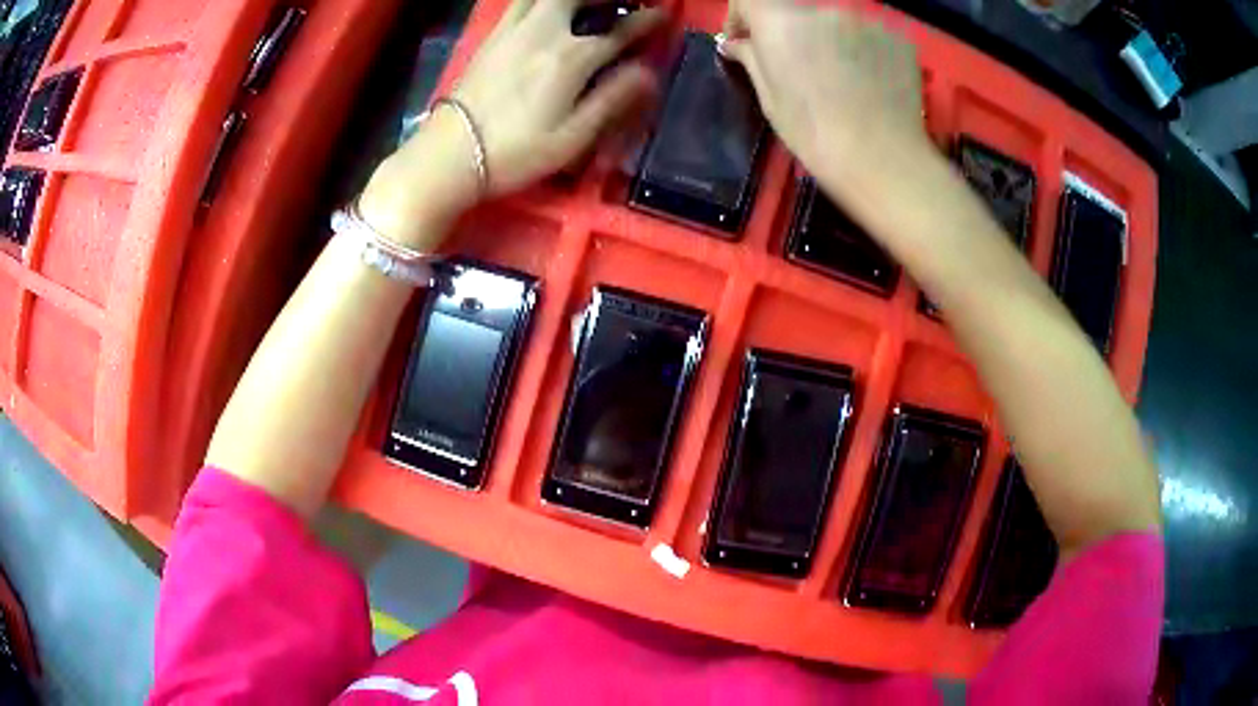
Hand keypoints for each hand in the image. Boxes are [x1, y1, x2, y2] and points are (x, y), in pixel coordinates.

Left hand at [360, 0, 663, 248]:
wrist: (451, 154)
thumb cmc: (515, 152)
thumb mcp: (571, 138)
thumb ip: (611, 100)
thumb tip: (647, 72)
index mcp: (570, 59)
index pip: (618, 30)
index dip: (644, 21)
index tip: (661, 14)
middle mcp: (544, 33)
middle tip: (621, 4)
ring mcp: (514, 30)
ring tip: (585, 5)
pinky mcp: (493, 35)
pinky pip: (519, 2)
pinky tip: (547, 7)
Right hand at [720, 0, 930, 198]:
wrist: (884, 162)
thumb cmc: (816, 136)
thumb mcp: (771, 100)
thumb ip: (752, 59)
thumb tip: (736, 43)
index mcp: (781, 20)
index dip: (740, 16)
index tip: (743, 40)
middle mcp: (822, 8)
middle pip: (794, 9)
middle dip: (787, 31)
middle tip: (793, 65)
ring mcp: (864, 20)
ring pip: (832, 22)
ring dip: (826, 40)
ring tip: (836, 79)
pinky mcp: (895, 37)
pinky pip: (866, 35)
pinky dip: (860, 51)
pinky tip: (866, 84)